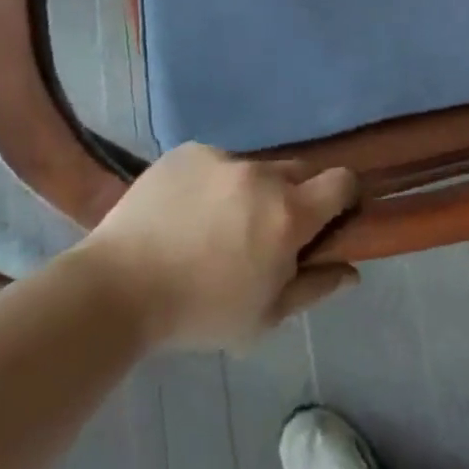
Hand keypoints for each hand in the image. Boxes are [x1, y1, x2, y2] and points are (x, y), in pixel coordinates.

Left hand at [82, 145, 360, 348]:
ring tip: (216, 225)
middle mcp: (263, 174)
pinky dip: (213, 183)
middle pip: (300, 172)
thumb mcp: (264, 317)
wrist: (116, 289)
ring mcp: (223, 158)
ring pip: (256, 168)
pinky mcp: (189, 151)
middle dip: (296, 196)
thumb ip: (315, 287)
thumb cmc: (199, 312)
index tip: (329, 219)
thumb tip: (352, 270)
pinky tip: (185, 213)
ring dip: (252, 191)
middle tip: (267, 231)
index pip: (342, 181)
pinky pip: (217, 163)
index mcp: (289, 214)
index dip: (344, 197)